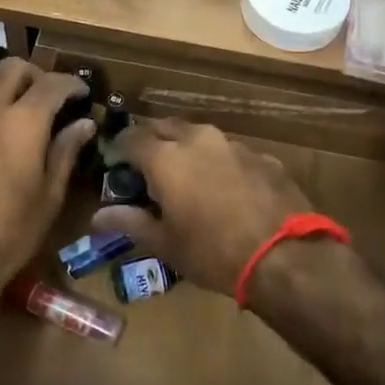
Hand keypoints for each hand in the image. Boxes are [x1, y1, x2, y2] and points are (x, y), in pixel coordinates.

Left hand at [0, 59, 93, 297]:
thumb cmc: (10, 233)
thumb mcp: (49, 196)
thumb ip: (66, 151)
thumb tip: (85, 123)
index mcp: (24, 122)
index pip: (53, 83)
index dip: (71, 83)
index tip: (80, 92)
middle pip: (12, 67)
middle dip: (33, 75)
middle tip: (43, 94)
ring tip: (3, 103)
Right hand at [88, 119, 311, 297]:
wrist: (286, 257)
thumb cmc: (213, 253)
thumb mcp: (165, 244)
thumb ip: (130, 222)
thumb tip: (98, 215)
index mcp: (166, 157)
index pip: (131, 138)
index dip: (119, 148)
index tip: (115, 163)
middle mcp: (198, 140)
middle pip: (166, 127)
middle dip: (153, 141)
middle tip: (148, 166)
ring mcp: (234, 145)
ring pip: (201, 137)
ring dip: (188, 150)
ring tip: (187, 176)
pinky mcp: (263, 157)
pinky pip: (231, 153)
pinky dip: (220, 164)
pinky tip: (226, 189)